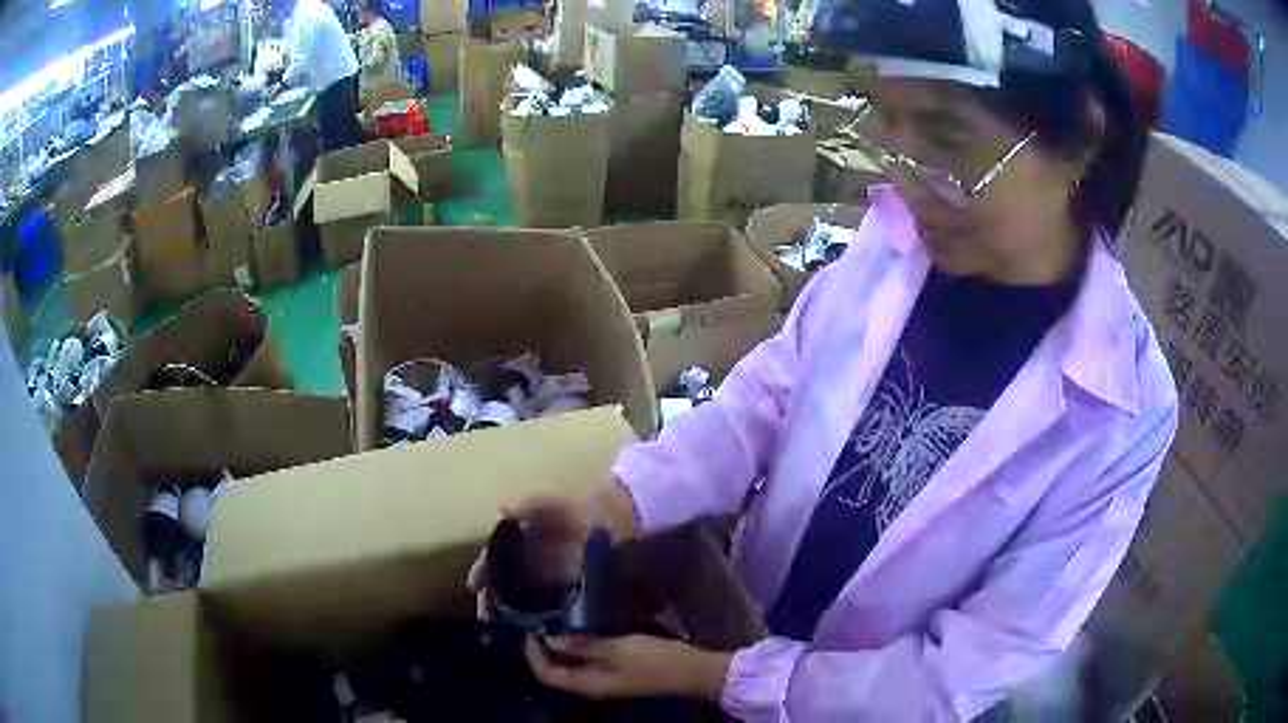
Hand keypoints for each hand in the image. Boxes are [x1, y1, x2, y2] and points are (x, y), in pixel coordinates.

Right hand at [467, 495, 596, 616]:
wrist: (621, 517)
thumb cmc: (586, 509)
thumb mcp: (556, 502)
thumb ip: (530, 503)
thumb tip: (502, 509)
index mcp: (526, 540)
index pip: (495, 557)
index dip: (482, 571)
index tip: (473, 588)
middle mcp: (534, 559)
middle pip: (505, 580)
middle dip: (493, 596)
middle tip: (486, 616)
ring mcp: (552, 574)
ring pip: (523, 593)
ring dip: (511, 607)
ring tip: (504, 624)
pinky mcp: (572, 586)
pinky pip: (549, 601)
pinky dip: (538, 612)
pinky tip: (534, 625)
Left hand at [525, 634, 731, 701]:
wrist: (694, 672)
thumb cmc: (655, 661)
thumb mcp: (619, 649)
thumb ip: (583, 645)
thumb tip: (551, 638)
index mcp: (588, 684)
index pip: (547, 673)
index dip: (533, 653)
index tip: (532, 627)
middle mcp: (592, 684)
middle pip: (556, 670)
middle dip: (545, 647)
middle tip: (544, 619)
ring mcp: (606, 679)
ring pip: (572, 665)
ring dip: (562, 646)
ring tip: (559, 619)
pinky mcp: (618, 671)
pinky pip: (588, 660)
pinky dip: (580, 646)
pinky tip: (585, 627)